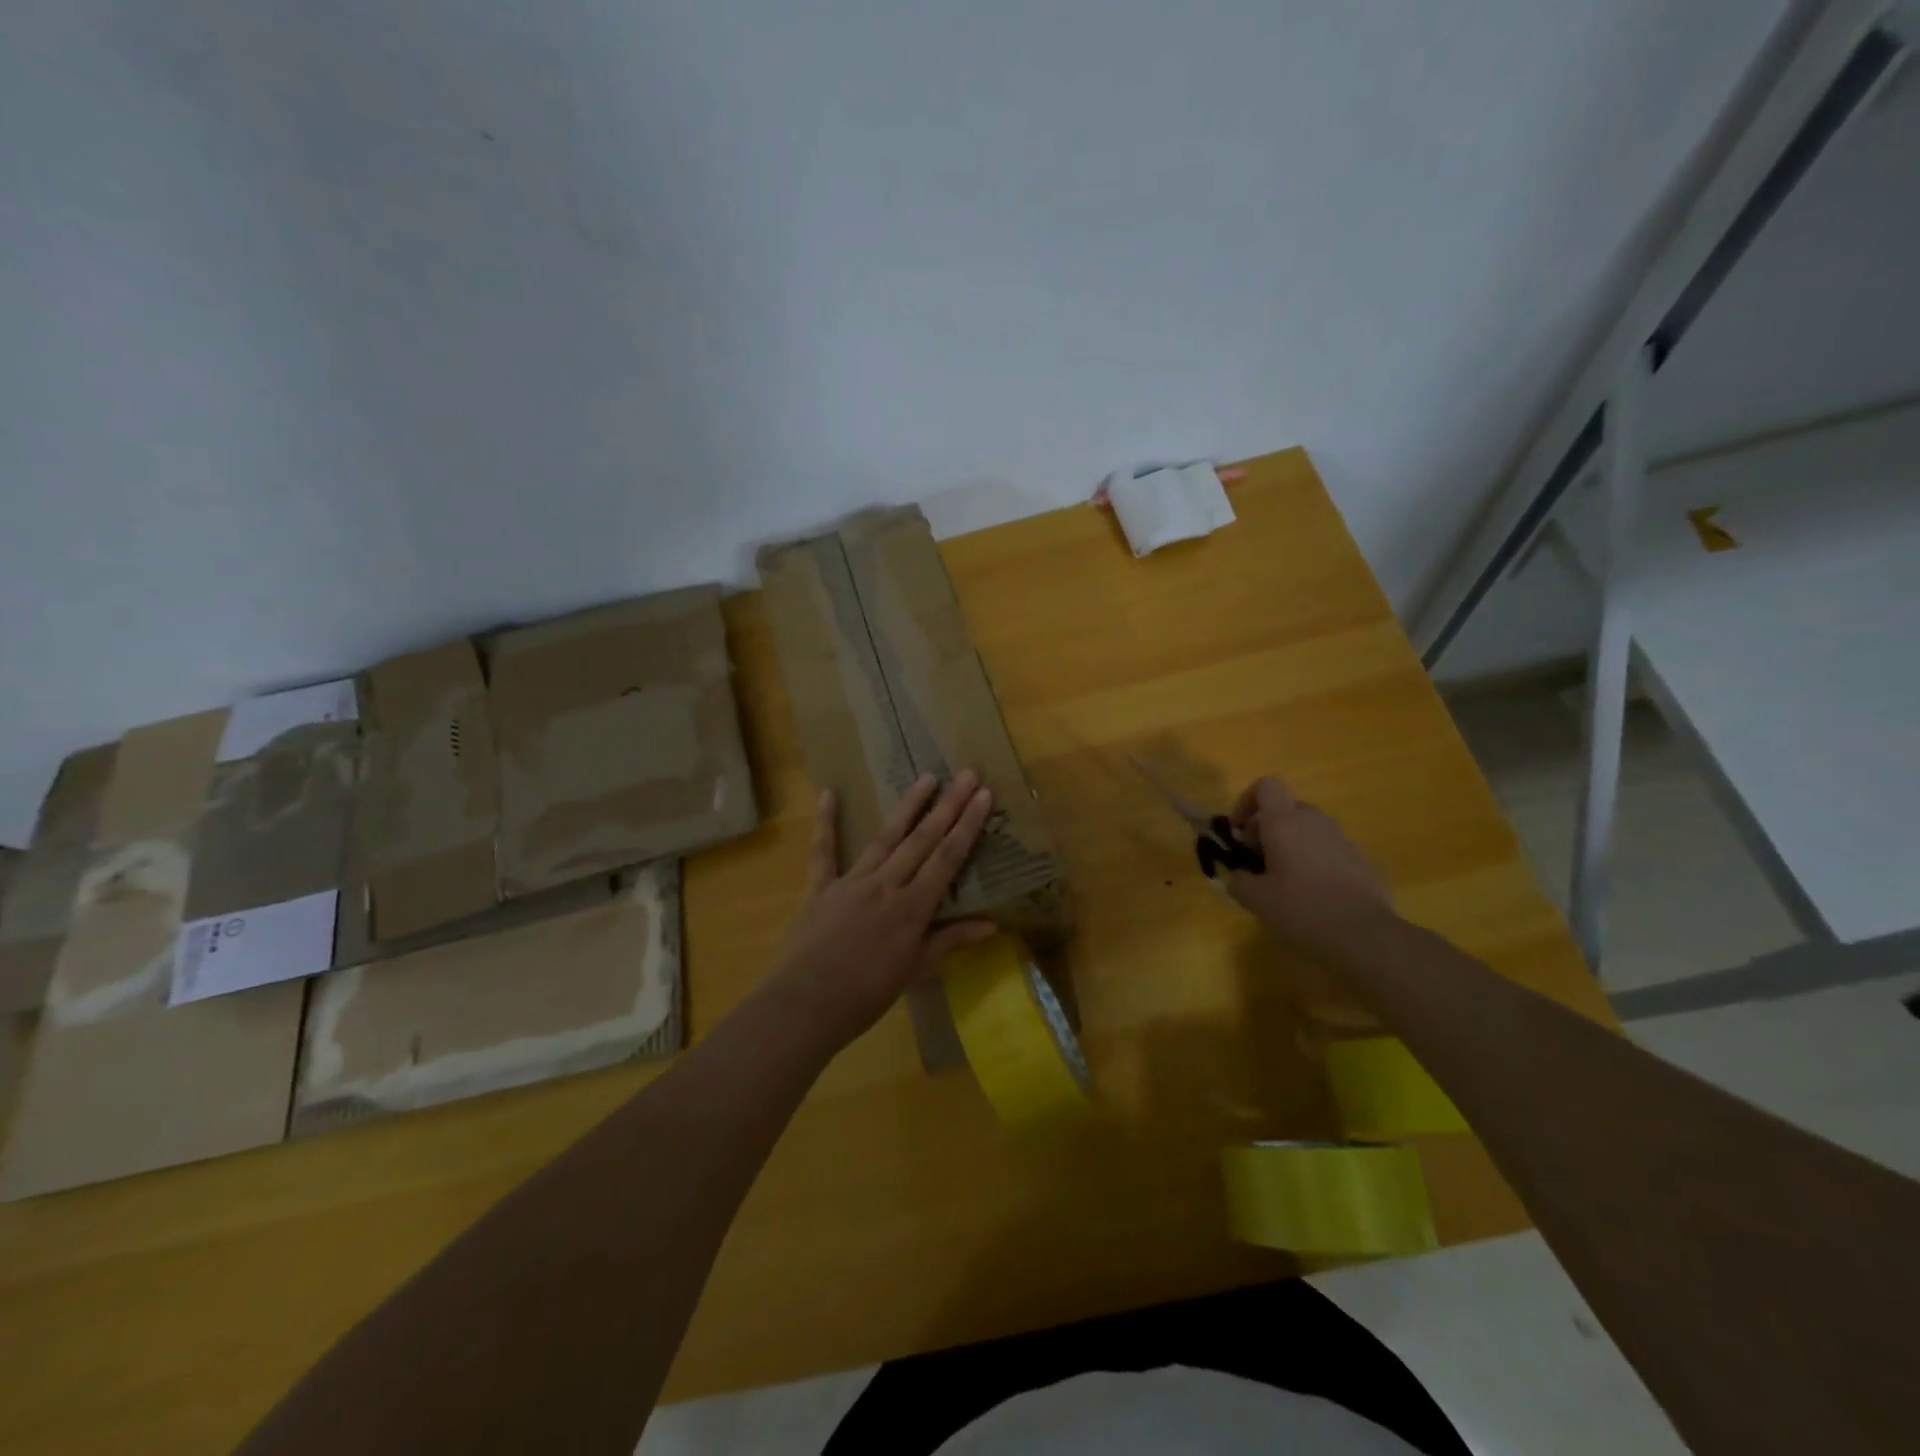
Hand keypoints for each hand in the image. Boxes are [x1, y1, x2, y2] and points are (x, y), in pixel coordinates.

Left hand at [771, 771, 996, 1041]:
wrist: (807, 1004)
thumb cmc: (867, 994)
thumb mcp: (916, 970)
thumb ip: (951, 940)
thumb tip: (993, 924)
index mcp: (913, 907)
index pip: (948, 858)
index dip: (968, 825)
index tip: (984, 795)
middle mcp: (886, 884)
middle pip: (923, 839)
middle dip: (948, 805)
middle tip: (966, 773)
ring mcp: (852, 881)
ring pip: (886, 837)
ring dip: (908, 806)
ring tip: (927, 778)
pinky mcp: (820, 887)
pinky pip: (823, 851)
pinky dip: (826, 822)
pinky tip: (829, 793)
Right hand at [1225, 776, 1392, 951]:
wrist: (1364, 934)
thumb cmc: (1301, 909)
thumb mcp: (1255, 899)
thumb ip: (1238, 880)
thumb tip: (1237, 875)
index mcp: (1285, 822)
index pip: (1265, 786)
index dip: (1247, 802)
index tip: (1240, 832)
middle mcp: (1315, 821)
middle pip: (1286, 809)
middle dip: (1268, 829)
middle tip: (1259, 861)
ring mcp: (1342, 839)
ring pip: (1309, 829)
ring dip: (1292, 844)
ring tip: (1286, 879)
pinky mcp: (1361, 859)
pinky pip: (1329, 849)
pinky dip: (1315, 860)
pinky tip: (1314, 893)